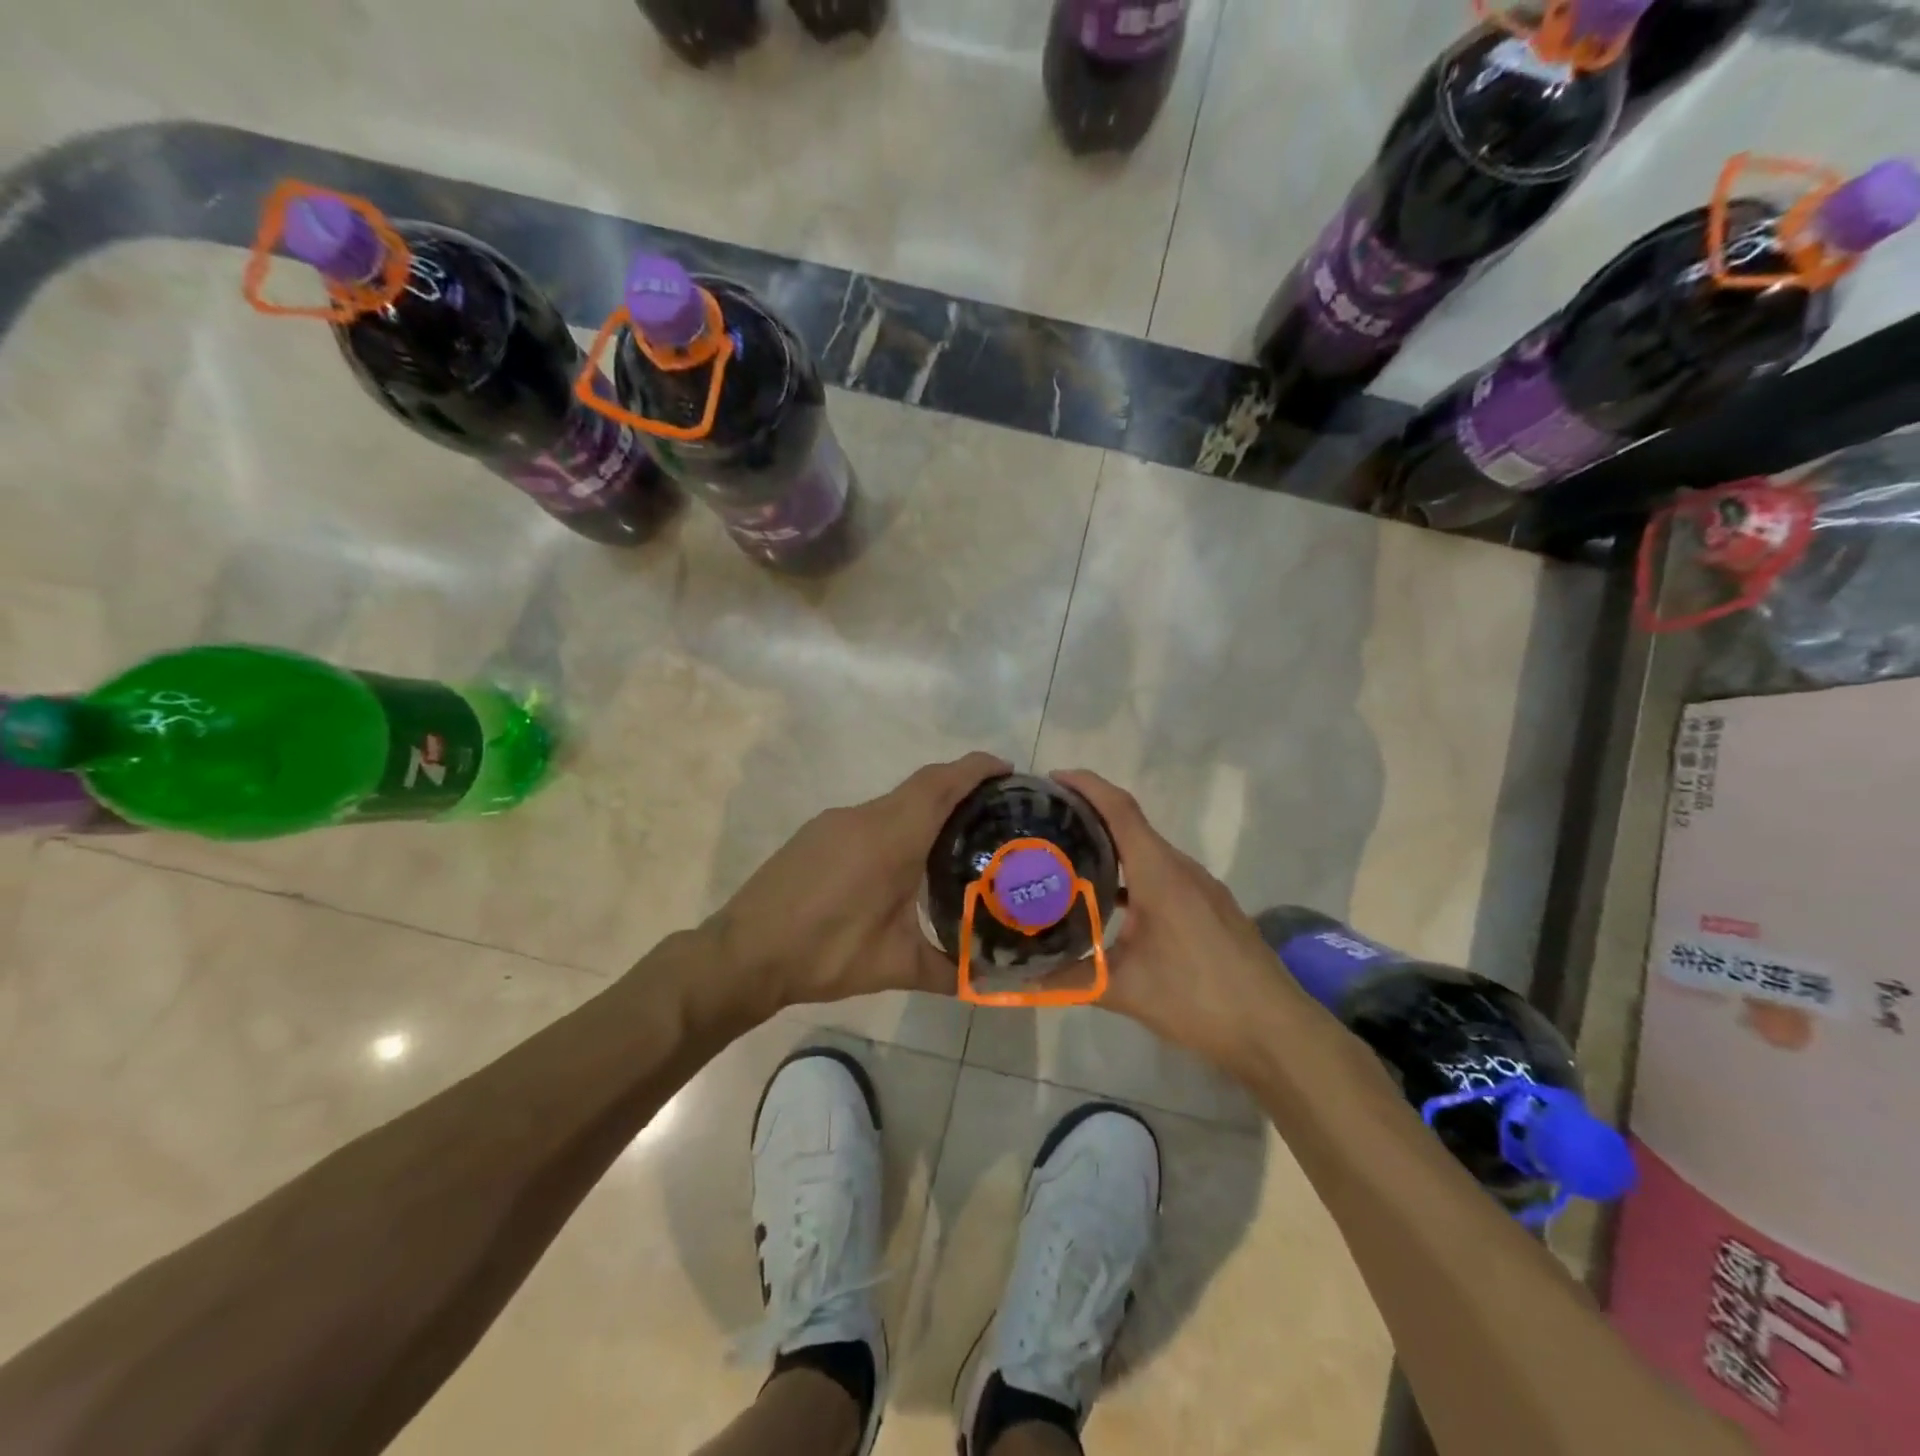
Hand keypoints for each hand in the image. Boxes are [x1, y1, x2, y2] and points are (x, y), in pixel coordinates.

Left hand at [702, 752, 1011, 1015]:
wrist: (743, 952)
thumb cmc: (824, 953)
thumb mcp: (893, 966)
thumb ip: (947, 971)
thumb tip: (987, 983)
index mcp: (891, 838)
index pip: (941, 784)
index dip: (975, 768)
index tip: (1007, 770)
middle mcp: (865, 817)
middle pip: (921, 786)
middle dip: (959, 787)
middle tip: (992, 809)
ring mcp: (835, 822)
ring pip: (893, 801)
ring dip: (925, 808)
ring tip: (952, 839)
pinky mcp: (816, 833)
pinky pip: (869, 817)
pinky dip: (895, 824)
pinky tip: (898, 861)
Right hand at [1055, 768, 1307, 1078]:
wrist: (1274, 1029)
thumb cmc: (1199, 998)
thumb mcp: (1125, 990)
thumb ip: (1069, 979)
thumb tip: (1021, 980)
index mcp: (1159, 873)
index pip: (1119, 809)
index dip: (1086, 786)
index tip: (1051, 779)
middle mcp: (1181, 868)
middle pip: (1131, 824)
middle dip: (1089, 814)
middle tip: (1046, 823)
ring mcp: (1201, 887)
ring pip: (1148, 851)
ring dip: (1111, 846)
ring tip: (1070, 857)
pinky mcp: (1210, 906)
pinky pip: (1163, 873)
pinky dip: (1132, 873)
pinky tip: (1111, 901)